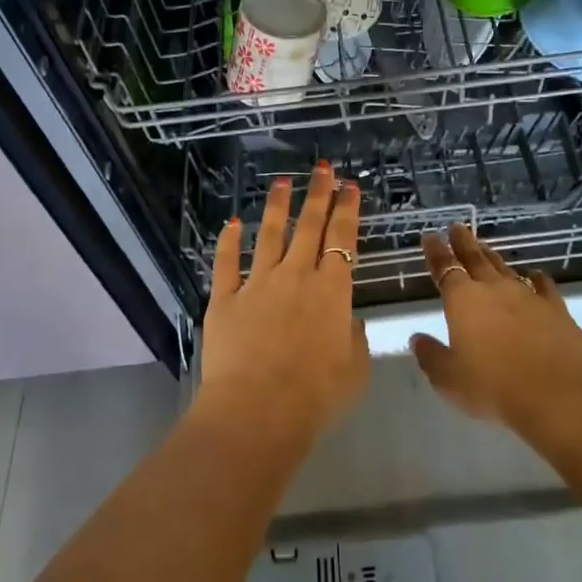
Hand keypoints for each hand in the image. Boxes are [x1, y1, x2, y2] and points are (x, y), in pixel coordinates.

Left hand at [196, 163, 368, 447]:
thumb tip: (348, 320)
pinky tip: (232, 223)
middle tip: (322, 169)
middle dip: (318, 195)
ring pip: (270, 235)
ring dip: (278, 207)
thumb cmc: (315, 396)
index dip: (347, 209)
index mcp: (332, 291)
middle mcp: (297, 276)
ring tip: (283, 183)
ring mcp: (258, 284)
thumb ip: (354, 338)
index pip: (342, 238)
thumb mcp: (355, 370)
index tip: (349, 186)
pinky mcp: (226, 298)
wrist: (258, 411)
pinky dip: (228, 241)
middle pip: (309, 226)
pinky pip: (226, 263)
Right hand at [411, 224, 581, 454]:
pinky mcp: (555, 309)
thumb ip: (431, 356)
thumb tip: (417, 339)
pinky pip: (542, 286)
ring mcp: (527, 296)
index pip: (444, 268)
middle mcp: (493, 289)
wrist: (557, 395)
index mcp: (462, 300)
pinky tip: (535, 275)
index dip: (435, 252)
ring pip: (504, 268)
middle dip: (463, 242)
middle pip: (475, 258)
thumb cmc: (493, 387)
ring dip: (492, 256)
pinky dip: (536, 278)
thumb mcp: (449, 379)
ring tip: (484, 246)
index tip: (430, 236)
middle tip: (456, 227)